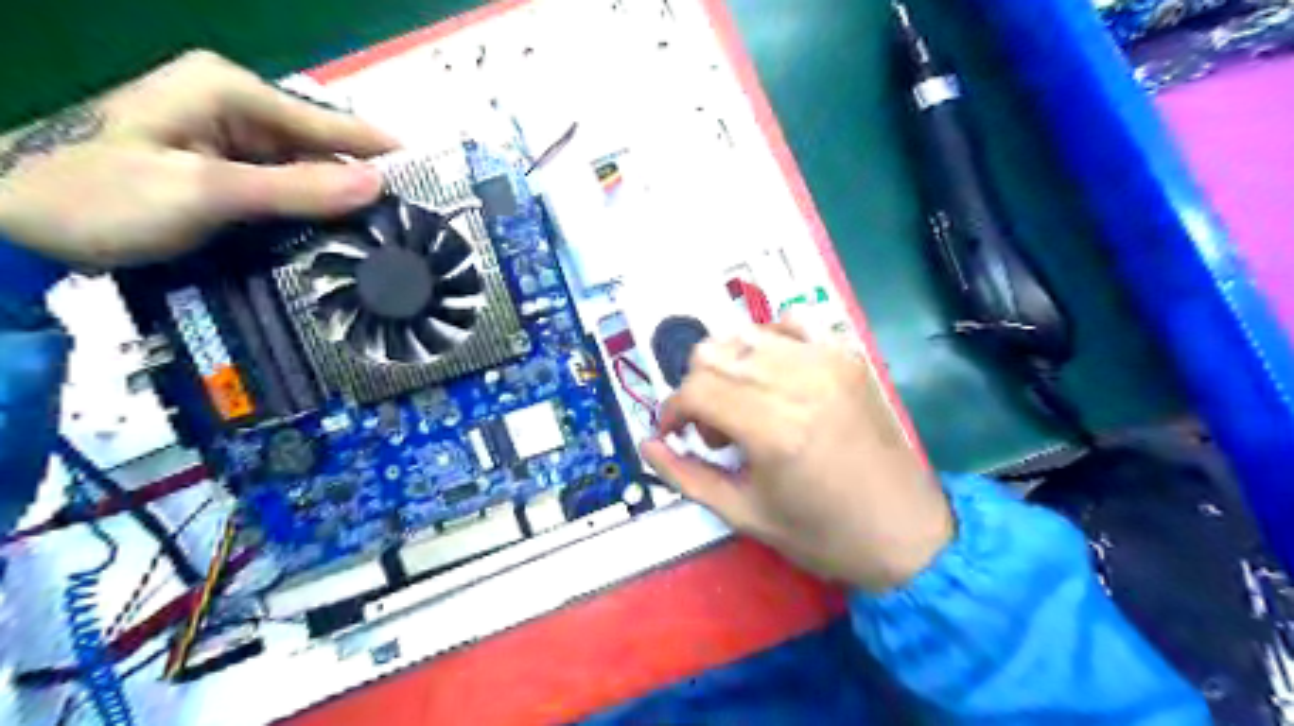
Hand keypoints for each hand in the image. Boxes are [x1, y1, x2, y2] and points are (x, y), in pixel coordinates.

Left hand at [0, 49, 399, 267]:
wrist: (11, 221)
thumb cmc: (100, 197)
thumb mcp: (204, 192)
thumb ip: (295, 190)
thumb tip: (380, 186)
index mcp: (232, 91)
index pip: (333, 125)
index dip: (385, 154)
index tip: (436, 184)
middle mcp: (238, 107)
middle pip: (323, 150)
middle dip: (364, 188)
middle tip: (413, 230)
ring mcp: (230, 139)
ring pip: (308, 174)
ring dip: (340, 207)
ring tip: (388, 242)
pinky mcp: (225, 170)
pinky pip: (286, 190)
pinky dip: (311, 214)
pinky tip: (337, 240)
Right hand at [643, 321, 953, 590]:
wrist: (907, 532)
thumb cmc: (823, 535)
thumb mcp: (745, 515)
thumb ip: (686, 476)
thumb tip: (648, 444)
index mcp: (773, 428)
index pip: (695, 389)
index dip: (672, 409)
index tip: (673, 433)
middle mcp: (798, 381)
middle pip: (712, 352)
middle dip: (696, 388)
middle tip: (715, 430)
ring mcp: (827, 361)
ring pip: (744, 333)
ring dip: (727, 366)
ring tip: (745, 405)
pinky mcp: (847, 355)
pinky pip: (790, 323)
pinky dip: (768, 342)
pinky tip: (774, 376)